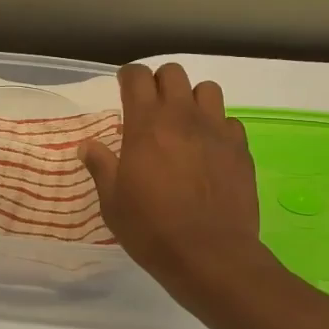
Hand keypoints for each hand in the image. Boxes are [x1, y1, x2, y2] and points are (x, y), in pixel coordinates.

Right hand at [80, 63, 270, 302]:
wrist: (209, 255)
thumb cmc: (151, 228)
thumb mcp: (113, 202)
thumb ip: (101, 166)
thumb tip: (88, 145)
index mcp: (146, 124)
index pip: (137, 76)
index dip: (128, 77)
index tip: (122, 88)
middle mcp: (183, 117)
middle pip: (173, 73)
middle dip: (159, 82)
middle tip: (151, 106)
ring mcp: (216, 131)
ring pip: (208, 89)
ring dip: (192, 98)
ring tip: (184, 122)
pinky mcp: (240, 149)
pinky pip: (229, 122)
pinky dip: (217, 128)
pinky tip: (209, 149)